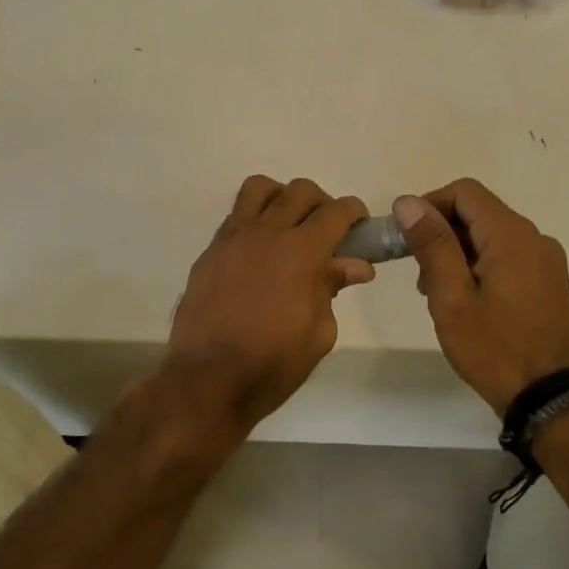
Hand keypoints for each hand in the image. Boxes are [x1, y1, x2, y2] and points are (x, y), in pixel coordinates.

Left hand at [163, 176, 374, 434]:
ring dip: (281, 197)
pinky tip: (258, 251)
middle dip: (322, 203)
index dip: (353, 212)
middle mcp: (267, 232)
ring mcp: (233, 238)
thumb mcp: (319, 333)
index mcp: (302, 251)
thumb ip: (333, 288)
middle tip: (327, 230)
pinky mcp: (210, 251)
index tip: (359, 224)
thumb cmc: (273, 363)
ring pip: (260, 189)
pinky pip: (235, 216)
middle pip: (300, 191)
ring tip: (287, 225)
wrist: (208, 380)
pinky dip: (253, 220)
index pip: (336, 212)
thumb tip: (355, 265)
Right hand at [394, 179, 568, 414]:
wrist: (549, 400)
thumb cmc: (494, 348)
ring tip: (439, 292)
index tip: (408, 238)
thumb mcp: (452, 298)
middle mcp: (534, 237)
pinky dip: (480, 264)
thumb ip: (432, 245)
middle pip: (478, 212)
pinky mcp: (548, 280)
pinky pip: (508, 255)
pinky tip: (467, 300)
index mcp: (511, 235)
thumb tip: (408, 202)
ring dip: (459, 251)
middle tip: (420, 274)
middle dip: (442, 233)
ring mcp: (546, 260)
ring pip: (491, 235)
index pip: (465, 192)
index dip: (430, 205)